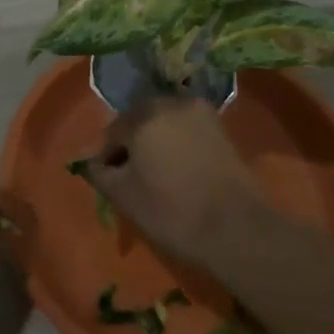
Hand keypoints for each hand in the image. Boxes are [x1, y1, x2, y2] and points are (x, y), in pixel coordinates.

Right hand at [82, 95, 269, 266]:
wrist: (238, 230)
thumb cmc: (173, 211)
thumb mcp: (124, 197)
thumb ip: (100, 173)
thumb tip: (95, 163)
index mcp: (143, 115)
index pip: (113, 131)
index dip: (108, 157)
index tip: (112, 181)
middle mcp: (171, 103)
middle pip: (140, 120)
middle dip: (133, 143)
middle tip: (133, 176)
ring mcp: (201, 114)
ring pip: (165, 123)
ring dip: (157, 141)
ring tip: (158, 174)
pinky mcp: (222, 129)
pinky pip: (188, 130)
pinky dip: (179, 144)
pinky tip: (181, 171)